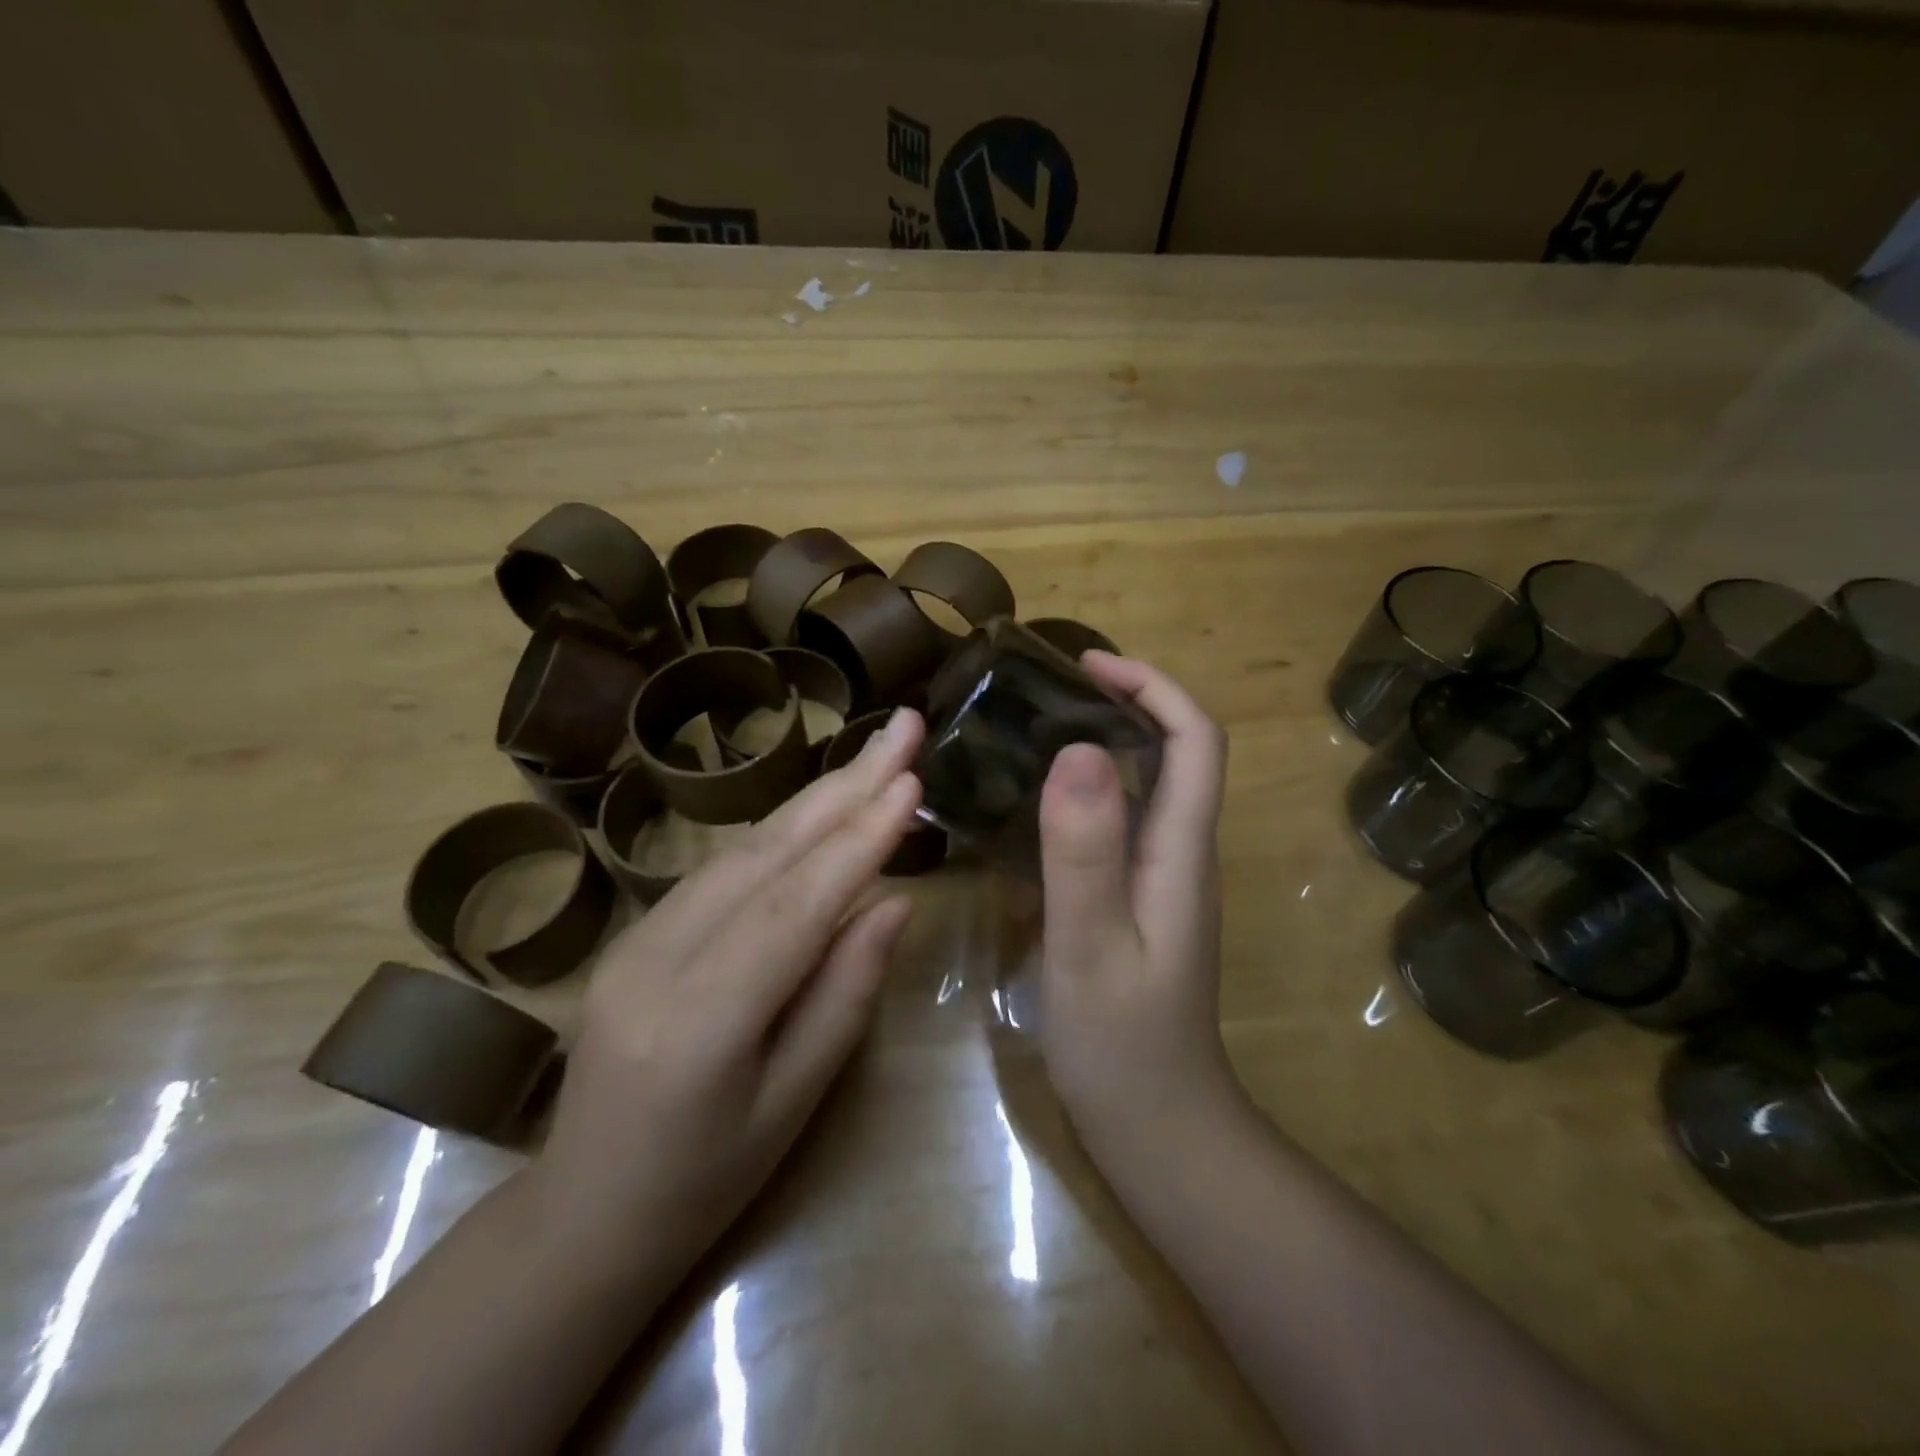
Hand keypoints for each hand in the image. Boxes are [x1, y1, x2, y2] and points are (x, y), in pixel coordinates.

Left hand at [527, 708, 924, 1283]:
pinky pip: (722, 868)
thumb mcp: (793, 1104)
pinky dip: (781, 831)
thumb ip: (845, 994)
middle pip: (766, 853)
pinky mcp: (636, 931)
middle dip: (844, 784)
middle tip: (901, 726)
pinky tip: (821, 807)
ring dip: (817, 797)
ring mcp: (636, 937)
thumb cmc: (705, 1181)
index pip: (796, 907)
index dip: (860, 840)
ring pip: (743, 849)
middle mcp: (657, 959)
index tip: (912, 780)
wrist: (582, 1213)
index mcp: (699, 1020)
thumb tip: (895, 901)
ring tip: (875, 755)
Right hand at [1036, 655, 1238, 1153]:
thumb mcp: (1092, 947)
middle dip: (1126, 704)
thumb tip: (1078, 749)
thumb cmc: (1124, 1045)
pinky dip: (1088, 795)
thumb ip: (1085, 852)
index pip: (1194, 740)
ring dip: (1105, 744)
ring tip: (1035, 731)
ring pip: (1149, 788)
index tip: (1088, 666)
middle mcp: (1182, 855)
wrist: (1160, 1131)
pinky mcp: (1141, 905)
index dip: (1152, 688)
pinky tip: (1036, 808)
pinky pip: (1122, 827)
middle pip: (1177, 753)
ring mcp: (1164, 882)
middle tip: (1049, 692)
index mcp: (1181, 853)